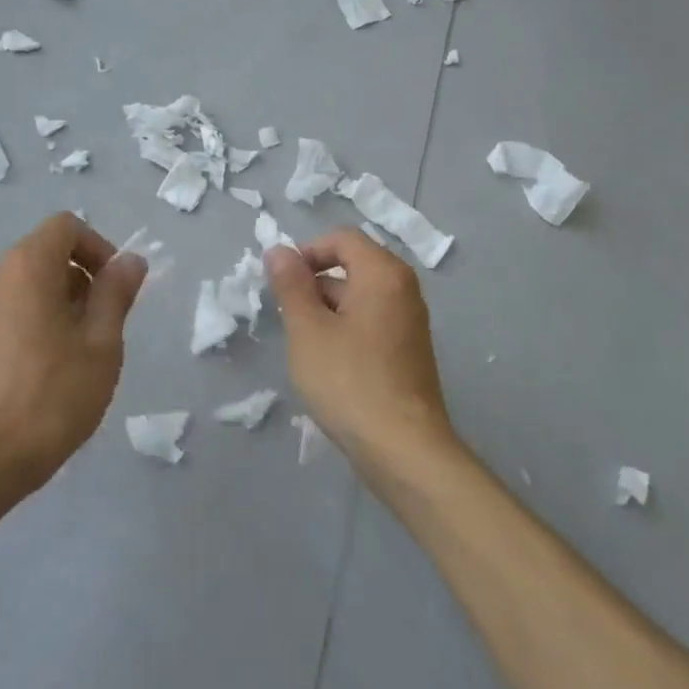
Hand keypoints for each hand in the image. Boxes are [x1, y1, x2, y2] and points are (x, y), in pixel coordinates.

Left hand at [0, 212, 146, 543]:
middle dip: (85, 280)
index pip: (67, 226)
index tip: (116, 290)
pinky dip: (42, 322)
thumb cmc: (50, 397)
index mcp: (28, 266)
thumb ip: (116, 294)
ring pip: (34, 285)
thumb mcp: (101, 345)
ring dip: (66, 305)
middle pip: (49, 253)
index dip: (99, 248)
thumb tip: (131, 260)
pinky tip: (55, 370)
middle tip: (106, 328)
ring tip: (84, 354)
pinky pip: (17, 310)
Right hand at [265, 231, 456, 482]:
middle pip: (352, 265)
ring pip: (359, 297)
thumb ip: (291, 285)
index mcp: (383, 274)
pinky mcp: (408, 351)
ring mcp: (409, 322)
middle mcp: (403, 290)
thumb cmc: (349, 381)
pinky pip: (370, 322)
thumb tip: (278, 250)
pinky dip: (345, 330)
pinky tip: (327, 364)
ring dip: (326, 310)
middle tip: (288, 317)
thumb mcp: (307, 329)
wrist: (403, 450)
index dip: (307, 252)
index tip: (282, 283)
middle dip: (314, 283)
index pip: (342, 238)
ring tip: (304, 345)